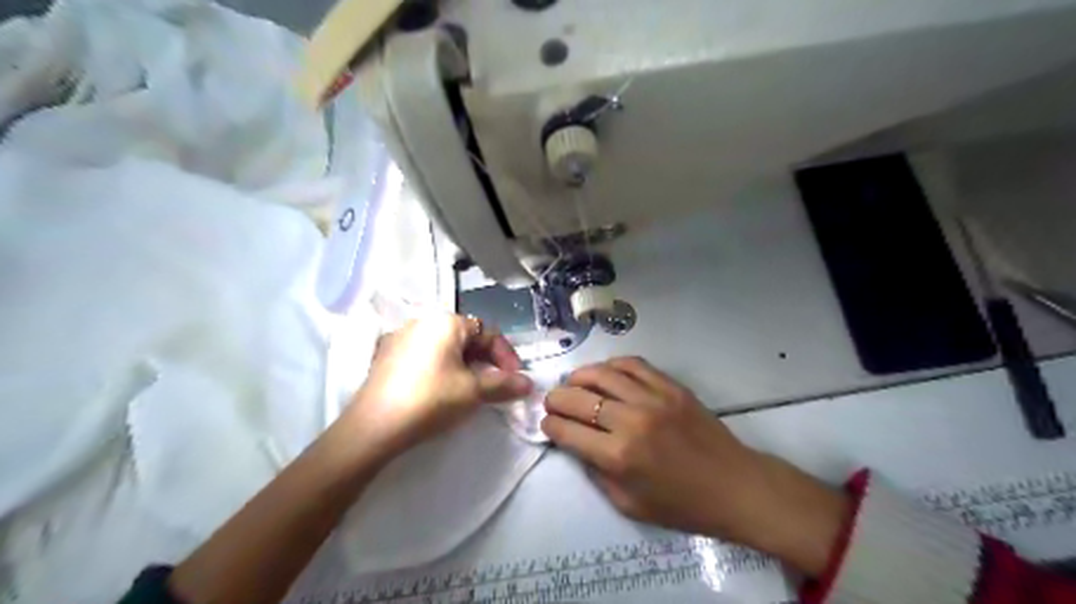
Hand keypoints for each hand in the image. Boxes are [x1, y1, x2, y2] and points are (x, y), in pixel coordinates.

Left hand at [341, 314, 531, 458]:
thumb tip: (529, 384)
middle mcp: (423, 322)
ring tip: (472, 390)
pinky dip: (442, 368)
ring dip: (466, 365)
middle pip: (466, 337)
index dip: (506, 355)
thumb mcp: (473, 392)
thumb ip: (504, 384)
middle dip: (486, 361)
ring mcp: (401, 338)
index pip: (487, 331)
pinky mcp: (387, 356)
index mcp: (446, 322)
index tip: (515, 379)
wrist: (373, 427)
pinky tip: (442, 391)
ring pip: (445, 347)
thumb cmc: (431, 400)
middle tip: (495, 385)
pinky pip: (425, 355)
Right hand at [547, 356, 847, 577]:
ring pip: (602, 374)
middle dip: (556, 399)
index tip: (547, 424)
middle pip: (578, 398)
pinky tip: (604, 373)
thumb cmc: (681, 505)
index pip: (567, 431)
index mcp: (618, 456)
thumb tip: (575, 443)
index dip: (550, 426)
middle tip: (552, 402)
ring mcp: (653, 398)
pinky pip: (633, 364)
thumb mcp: (629, 504)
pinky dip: (611, 365)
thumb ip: (596, 472)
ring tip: (572, 382)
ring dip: (579, 376)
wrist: (734, 486)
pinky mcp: (671, 386)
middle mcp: (631, 421)